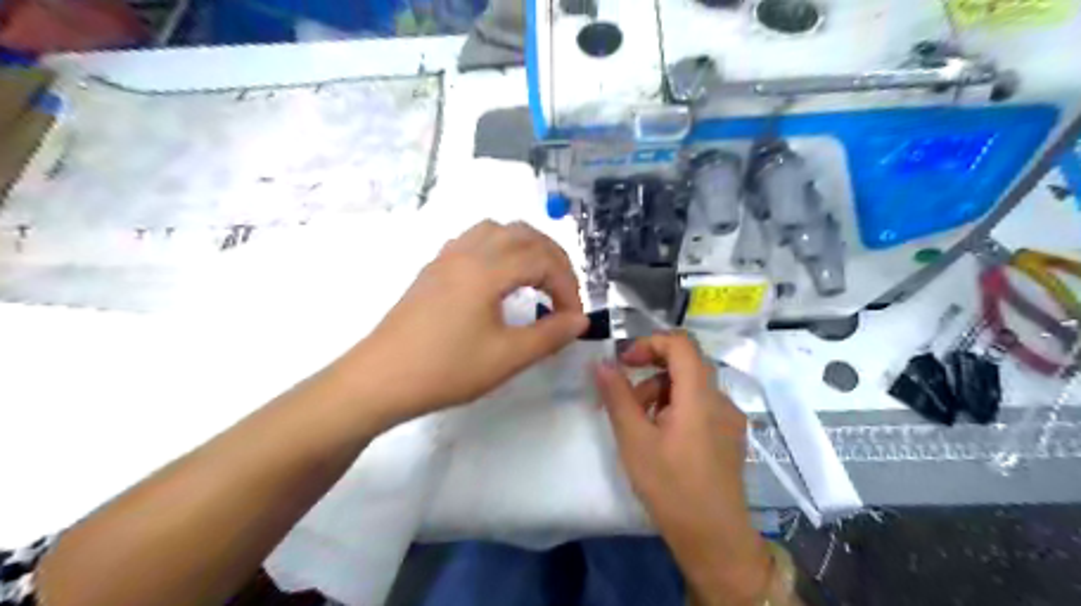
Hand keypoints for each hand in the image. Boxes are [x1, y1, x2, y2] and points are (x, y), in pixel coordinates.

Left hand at [344, 218, 582, 425]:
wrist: (380, 379)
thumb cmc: (445, 369)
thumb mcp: (506, 357)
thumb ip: (550, 335)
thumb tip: (580, 320)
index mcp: (486, 270)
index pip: (542, 261)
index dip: (567, 286)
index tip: (573, 318)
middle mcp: (467, 252)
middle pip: (523, 234)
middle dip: (553, 259)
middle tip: (564, 292)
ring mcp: (446, 257)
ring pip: (497, 230)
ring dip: (526, 247)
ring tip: (537, 278)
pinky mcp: (433, 269)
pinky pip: (475, 240)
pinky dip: (500, 248)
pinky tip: (499, 277)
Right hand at [596, 333, 772, 605]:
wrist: (715, 539)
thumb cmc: (671, 487)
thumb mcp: (634, 439)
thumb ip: (617, 396)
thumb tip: (601, 362)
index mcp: (700, 395)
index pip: (681, 343)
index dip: (650, 342)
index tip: (625, 362)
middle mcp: (721, 399)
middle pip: (685, 364)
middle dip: (651, 373)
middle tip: (626, 400)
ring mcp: (730, 418)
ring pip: (692, 386)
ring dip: (662, 393)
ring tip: (640, 425)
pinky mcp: (731, 435)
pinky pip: (701, 405)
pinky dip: (677, 408)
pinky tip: (663, 438)